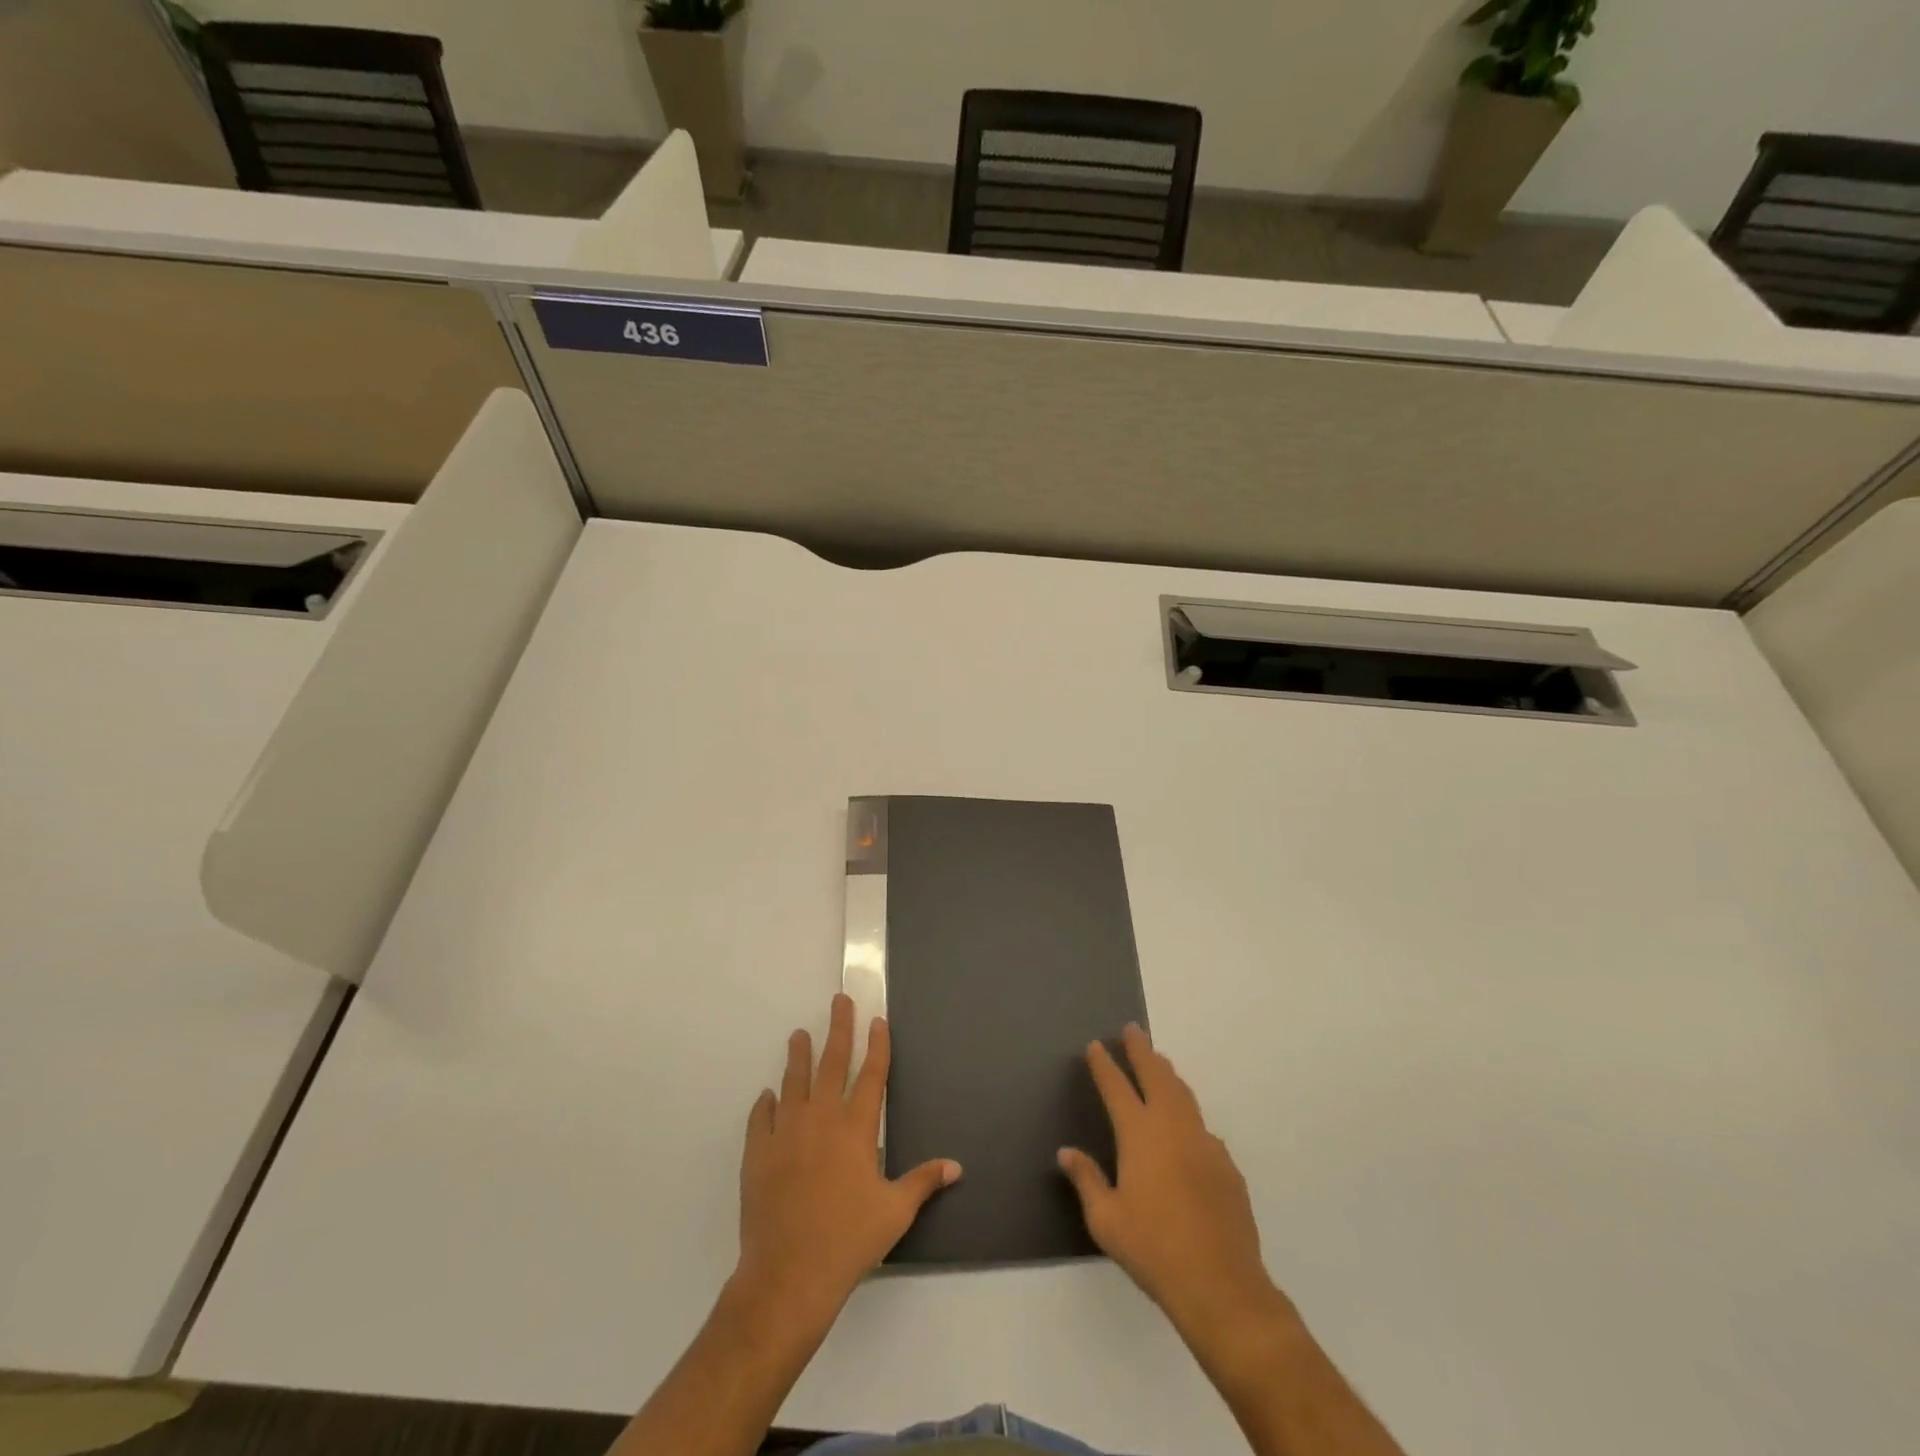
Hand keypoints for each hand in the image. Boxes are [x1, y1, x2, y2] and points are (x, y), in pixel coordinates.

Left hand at [735, 993, 961, 1327]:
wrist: (787, 1275)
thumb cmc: (848, 1240)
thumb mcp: (895, 1212)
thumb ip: (923, 1181)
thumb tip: (956, 1166)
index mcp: (856, 1127)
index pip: (871, 1074)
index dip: (877, 1044)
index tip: (877, 1020)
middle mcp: (821, 1118)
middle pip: (831, 1061)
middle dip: (839, 1028)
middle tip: (839, 1001)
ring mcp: (786, 1132)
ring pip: (793, 1081)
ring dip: (798, 1055)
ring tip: (799, 1035)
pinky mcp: (758, 1152)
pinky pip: (762, 1117)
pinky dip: (766, 1103)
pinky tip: (768, 1096)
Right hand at [1058, 1024, 1287, 1343]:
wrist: (1221, 1284)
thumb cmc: (1153, 1249)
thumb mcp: (1106, 1220)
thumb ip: (1086, 1180)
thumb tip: (1067, 1152)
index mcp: (1139, 1134)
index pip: (1116, 1086)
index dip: (1104, 1064)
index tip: (1095, 1045)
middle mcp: (1173, 1127)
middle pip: (1156, 1075)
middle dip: (1141, 1050)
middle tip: (1132, 1031)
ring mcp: (1204, 1143)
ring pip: (1183, 1094)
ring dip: (1168, 1073)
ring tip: (1159, 1062)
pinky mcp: (1226, 1165)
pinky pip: (1202, 1127)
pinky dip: (1188, 1113)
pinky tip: (1186, 1128)